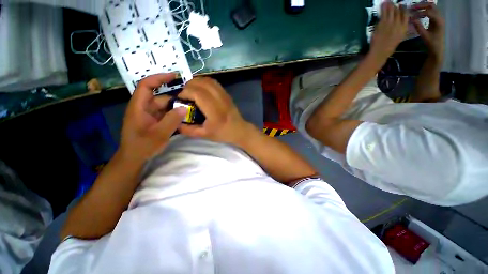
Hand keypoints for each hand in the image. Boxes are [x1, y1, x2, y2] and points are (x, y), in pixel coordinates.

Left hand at [120, 73, 186, 162]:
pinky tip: (184, 118)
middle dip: (175, 98)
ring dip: (176, 108)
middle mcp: (144, 108)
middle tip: (191, 101)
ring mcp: (149, 115)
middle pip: (160, 97)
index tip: (174, 76)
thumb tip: (185, 108)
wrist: (134, 158)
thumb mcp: (159, 134)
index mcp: (139, 107)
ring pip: (165, 107)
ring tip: (190, 111)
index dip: (159, 78)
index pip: (147, 85)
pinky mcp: (154, 121)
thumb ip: (172, 120)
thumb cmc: (142, 146)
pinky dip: (174, 115)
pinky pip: (166, 114)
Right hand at [177, 77, 251, 144]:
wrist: (239, 130)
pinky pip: (213, 82)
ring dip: (196, 82)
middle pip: (201, 83)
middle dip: (188, 86)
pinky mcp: (226, 93)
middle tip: (184, 96)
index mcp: (214, 111)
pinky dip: (204, 82)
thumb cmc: (222, 133)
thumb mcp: (204, 135)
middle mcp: (220, 99)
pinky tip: (201, 90)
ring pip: (207, 80)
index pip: (197, 93)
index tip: (180, 100)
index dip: (185, 93)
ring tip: (191, 92)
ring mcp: (224, 94)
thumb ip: (187, 129)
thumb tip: (175, 121)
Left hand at [370, 1, 408, 60]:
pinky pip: (384, 13)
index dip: (403, 9)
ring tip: (387, 1)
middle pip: (398, 11)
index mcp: (404, 28)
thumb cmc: (388, 48)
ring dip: (389, 5)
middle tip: (392, 3)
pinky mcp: (382, 24)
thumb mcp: (399, 38)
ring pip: (391, 11)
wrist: (380, 52)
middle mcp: (399, 24)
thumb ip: (400, 29)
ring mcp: (390, 23)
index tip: (402, 5)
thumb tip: (400, 22)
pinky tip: (383, 4)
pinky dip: (383, 8)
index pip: (406, 15)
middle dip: (395, 6)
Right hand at [411, 2, 444, 62]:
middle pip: (431, 6)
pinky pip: (431, 11)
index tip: (411, 15)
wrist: (437, 48)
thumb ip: (418, 26)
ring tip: (414, 9)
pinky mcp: (436, 19)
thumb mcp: (424, 35)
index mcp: (438, 21)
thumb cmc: (431, 43)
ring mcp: (439, 18)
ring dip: (423, 7)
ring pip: (431, 7)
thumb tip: (411, 19)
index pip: (428, 12)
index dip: (419, 12)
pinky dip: (424, 10)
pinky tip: (418, 14)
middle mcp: (440, 17)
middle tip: (412, 8)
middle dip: (421, 6)